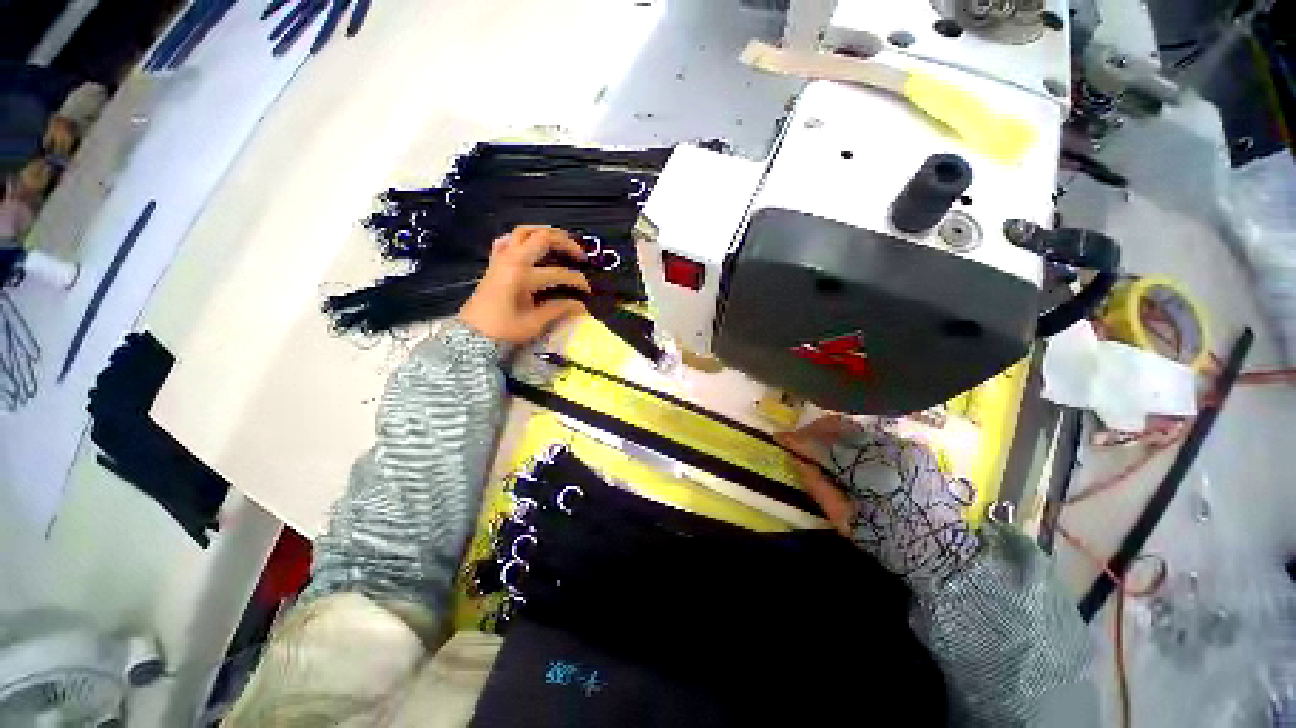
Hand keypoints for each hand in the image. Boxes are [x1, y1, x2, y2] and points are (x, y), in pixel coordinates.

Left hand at [459, 225, 590, 344]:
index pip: (559, 273)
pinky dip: (521, 238)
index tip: (587, 291)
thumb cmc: (504, 331)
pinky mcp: (495, 262)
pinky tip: (531, 245)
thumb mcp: (535, 323)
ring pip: (523, 231)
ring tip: (561, 241)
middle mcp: (512, 261)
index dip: (577, 281)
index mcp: (523, 277)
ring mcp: (501, 259)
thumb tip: (581, 306)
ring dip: (545, 232)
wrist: (473, 335)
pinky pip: (507, 240)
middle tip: (580, 255)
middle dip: (566, 243)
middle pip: (542, 238)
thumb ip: (559, 309)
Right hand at [776, 415, 979, 591]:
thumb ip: (817, 486)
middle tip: (797, 439)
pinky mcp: (914, 447)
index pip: (824, 447)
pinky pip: (874, 435)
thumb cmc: (889, 542)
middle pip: (839, 428)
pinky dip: (853, 438)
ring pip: (856, 428)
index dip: (798, 441)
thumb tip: (797, 460)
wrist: (944, 552)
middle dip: (812, 430)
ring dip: (831, 431)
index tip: (778, 437)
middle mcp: (887, 450)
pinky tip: (846, 448)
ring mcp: (903, 445)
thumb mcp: (845, 521)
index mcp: (869, 473)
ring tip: (816, 441)